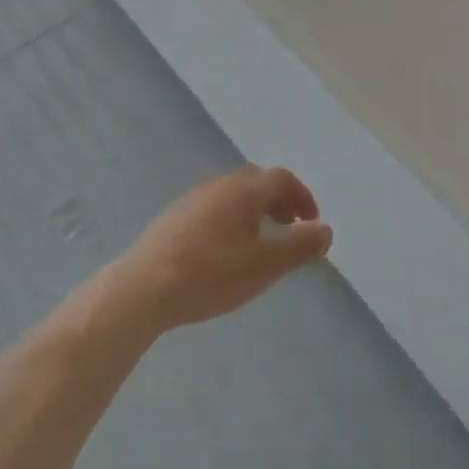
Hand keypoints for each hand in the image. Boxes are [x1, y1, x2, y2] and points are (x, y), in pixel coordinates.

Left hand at [109, 167, 332, 333]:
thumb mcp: (265, 265)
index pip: (282, 178)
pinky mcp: (172, 220)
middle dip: (278, 200)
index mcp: (244, 189)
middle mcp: (219, 185)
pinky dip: (230, 221)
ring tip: (258, 243)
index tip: (311, 222)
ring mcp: (192, 200)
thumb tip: (326, 230)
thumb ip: (300, 246)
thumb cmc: (211, 273)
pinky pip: (212, 210)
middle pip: (256, 181)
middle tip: (288, 226)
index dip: (302, 197)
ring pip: (232, 195)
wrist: (142, 290)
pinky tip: (222, 252)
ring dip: (253, 211)